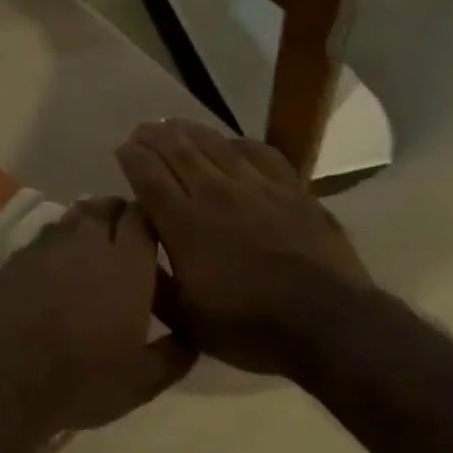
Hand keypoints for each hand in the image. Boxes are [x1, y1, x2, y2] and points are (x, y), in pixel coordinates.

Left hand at [0, 197, 196, 433]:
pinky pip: (47, 234)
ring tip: (93, 248)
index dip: (149, 221)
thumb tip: (191, 337)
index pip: (142, 216)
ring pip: (75, 215)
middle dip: (119, 215)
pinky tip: (59, 265)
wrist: (9, 374)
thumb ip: (174, 353)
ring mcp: (50, 243)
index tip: (155, 237)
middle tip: (125, 239)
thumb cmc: (85, 377)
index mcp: (127, 263)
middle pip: (106, 205)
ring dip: (88, 222)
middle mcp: (89, 240)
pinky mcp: (20, 254)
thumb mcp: (143, 380)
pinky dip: (59, 241)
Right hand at [116, 119, 377, 378]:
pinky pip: (258, 151)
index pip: (147, 175)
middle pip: (176, 149)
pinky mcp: (290, 188)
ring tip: (173, 125)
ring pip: (213, 143)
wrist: (330, 324)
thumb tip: (131, 247)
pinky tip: (230, 143)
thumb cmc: (250, 327)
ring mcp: (256, 186)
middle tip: (141, 131)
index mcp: (184, 223)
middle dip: (152, 136)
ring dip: (188, 130)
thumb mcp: (186, 320)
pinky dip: (236, 142)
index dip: (130, 157)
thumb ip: (152, 278)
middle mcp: (214, 193)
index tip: (121, 150)